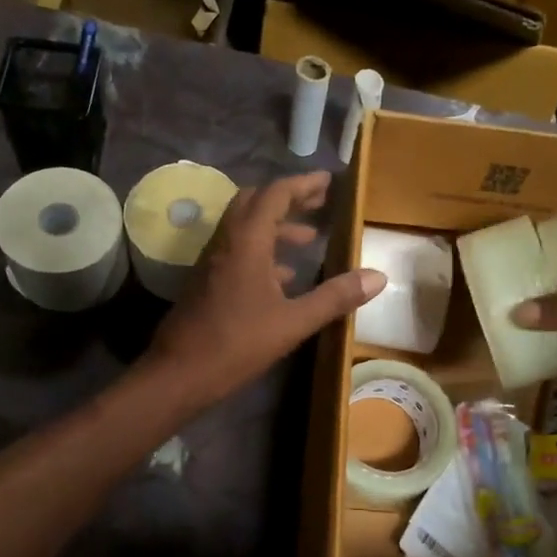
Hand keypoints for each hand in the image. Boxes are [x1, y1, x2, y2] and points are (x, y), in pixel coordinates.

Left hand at [144, 172, 384, 410]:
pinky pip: (237, 252)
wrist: (178, 374)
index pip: (274, 195)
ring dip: (275, 227)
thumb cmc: (237, 344)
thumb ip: (335, 297)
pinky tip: (283, 277)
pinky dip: (262, 252)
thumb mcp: (293, 322)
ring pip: (245, 228)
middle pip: (255, 203)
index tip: (327, 182)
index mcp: (246, 242)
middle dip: (288, 200)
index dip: (302, 184)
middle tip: (318, 204)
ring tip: (309, 239)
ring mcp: (212, 262)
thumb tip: (378, 277)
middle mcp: (226, 242)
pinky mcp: (206, 282)